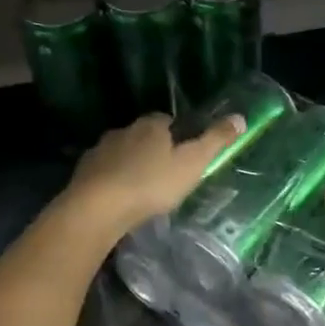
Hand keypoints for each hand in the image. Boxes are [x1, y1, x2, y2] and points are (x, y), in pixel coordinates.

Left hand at [62, 112, 244, 239]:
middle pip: (143, 135)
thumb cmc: (151, 184)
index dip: (178, 134)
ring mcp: (100, 150)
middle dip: (153, 149)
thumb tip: (240, 118)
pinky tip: (118, 198)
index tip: (185, 152)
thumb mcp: (192, 163)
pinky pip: (103, 171)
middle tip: (166, 173)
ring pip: (121, 153)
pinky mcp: (84, 171)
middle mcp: (124, 130)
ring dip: (131, 164)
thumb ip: (215, 141)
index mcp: (151, 125)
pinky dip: (112, 180)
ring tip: (142, 188)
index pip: (167, 120)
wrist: (97, 208)